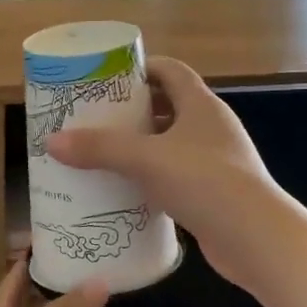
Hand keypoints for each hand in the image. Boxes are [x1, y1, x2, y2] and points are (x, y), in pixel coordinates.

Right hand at [46, 57, 293, 294]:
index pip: (171, 71)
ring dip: (143, 147)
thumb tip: (52, 142)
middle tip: (97, 119)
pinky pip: (177, 176)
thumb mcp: (146, 159)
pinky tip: (128, 191)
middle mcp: (212, 127)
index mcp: (201, 105)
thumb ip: (100, 148)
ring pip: (172, 145)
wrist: (254, 237)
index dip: (141, 68)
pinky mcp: (214, 193)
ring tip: (105, 154)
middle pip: (169, 107)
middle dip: (134, 111)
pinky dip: (154, 178)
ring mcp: (216, 162)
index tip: (108, 78)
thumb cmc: (203, 182)